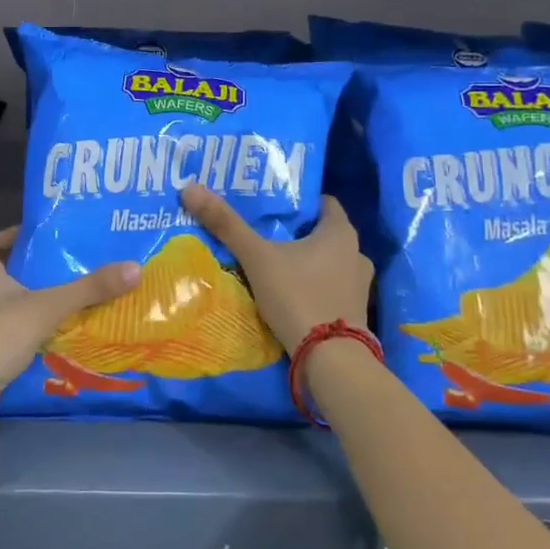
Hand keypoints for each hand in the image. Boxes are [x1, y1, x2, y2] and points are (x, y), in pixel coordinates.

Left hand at [0, 227, 140, 432]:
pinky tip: (56, 339)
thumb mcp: (48, 306)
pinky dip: (30, 336)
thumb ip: (89, 289)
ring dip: (33, 306)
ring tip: (69, 302)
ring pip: (8, 309)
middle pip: (3, 276)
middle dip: (31, 273)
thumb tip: (135, 267)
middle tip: (67, 268)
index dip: (9, 236)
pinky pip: (11, 338)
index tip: (37, 236)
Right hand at [180, 184, 371, 355]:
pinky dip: (313, 288)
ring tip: (273, 266)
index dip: (298, 202)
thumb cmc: (298, 297)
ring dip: (305, 263)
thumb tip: (190, 188)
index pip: (322, 203)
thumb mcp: (257, 258)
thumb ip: (226, 225)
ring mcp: (359, 286)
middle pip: (322, 234)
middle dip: (296, 234)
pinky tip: (290, 295)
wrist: (330, 360)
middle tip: (264, 235)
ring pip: (327, 263)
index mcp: (341, 232)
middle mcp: (357, 254)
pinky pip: (330, 289)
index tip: (271, 207)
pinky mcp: (354, 312)